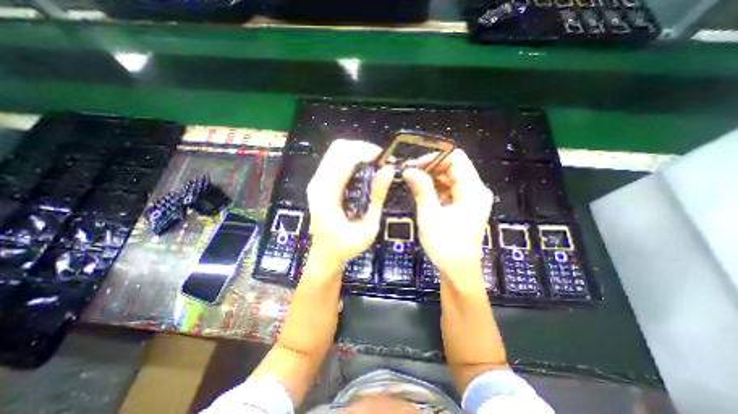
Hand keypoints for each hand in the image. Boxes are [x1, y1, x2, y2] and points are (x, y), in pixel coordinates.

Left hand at [307, 139, 394, 267]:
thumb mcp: (367, 226)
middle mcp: (318, 182)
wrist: (325, 255)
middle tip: (381, 160)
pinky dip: (352, 158)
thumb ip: (377, 197)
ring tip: (375, 163)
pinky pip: (336, 160)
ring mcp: (317, 181)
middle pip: (338, 148)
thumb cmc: (345, 246)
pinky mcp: (320, 183)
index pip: (344, 158)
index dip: (366, 152)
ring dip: (358, 152)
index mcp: (326, 193)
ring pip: (336, 151)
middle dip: (363, 148)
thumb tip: (388, 171)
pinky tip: (364, 169)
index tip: (385, 158)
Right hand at [404, 149, 487, 284]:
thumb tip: (409, 171)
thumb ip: (422, 190)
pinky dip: (435, 188)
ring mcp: (470, 198)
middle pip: (453, 167)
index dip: (435, 158)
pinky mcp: (463, 205)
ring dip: (431, 178)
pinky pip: (449, 189)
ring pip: (450, 177)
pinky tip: (422, 192)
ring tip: (413, 182)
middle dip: (430, 168)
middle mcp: (475, 191)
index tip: (415, 165)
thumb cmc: (446, 246)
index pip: (457, 159)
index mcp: (473, 191)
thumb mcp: (430, 216)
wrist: (457, 269)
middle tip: (409, 173)